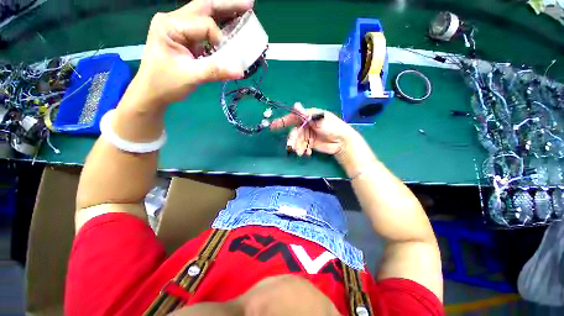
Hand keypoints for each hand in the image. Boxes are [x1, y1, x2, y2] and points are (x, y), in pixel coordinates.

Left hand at [132, 0, 253, 106]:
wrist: (152, 93)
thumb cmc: (165, 84)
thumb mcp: (191, 77)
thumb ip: (216, 71)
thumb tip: (240, 71)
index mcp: (170, 25)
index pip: (204, 24)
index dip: (220, 39)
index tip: (228, 58)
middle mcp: (173, 20)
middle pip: (204, 6)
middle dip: (228, 5)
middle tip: (249, 5)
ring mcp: (178, 28)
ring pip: (204, 13)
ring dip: (224, 13)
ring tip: (243, 11)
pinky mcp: (184, 38)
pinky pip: (204, 28)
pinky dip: (219, 27)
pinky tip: (231, 26)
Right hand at [270, 103, 360, 156]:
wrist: (342, 142)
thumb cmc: (333, 127)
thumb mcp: (320, 119)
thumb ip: (307, 115)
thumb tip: (295, 105)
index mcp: (308, 116)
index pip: (293, 117)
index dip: (282, 121)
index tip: (272, 126)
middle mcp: (306, 125)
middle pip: (294, 132)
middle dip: (292, 139)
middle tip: (291, 146)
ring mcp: (307, 135)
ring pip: (297, 141)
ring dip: (297, 147)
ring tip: (300, 152)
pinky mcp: (309, 144)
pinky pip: (302, 147)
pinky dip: (303, 150)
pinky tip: (307, 153)